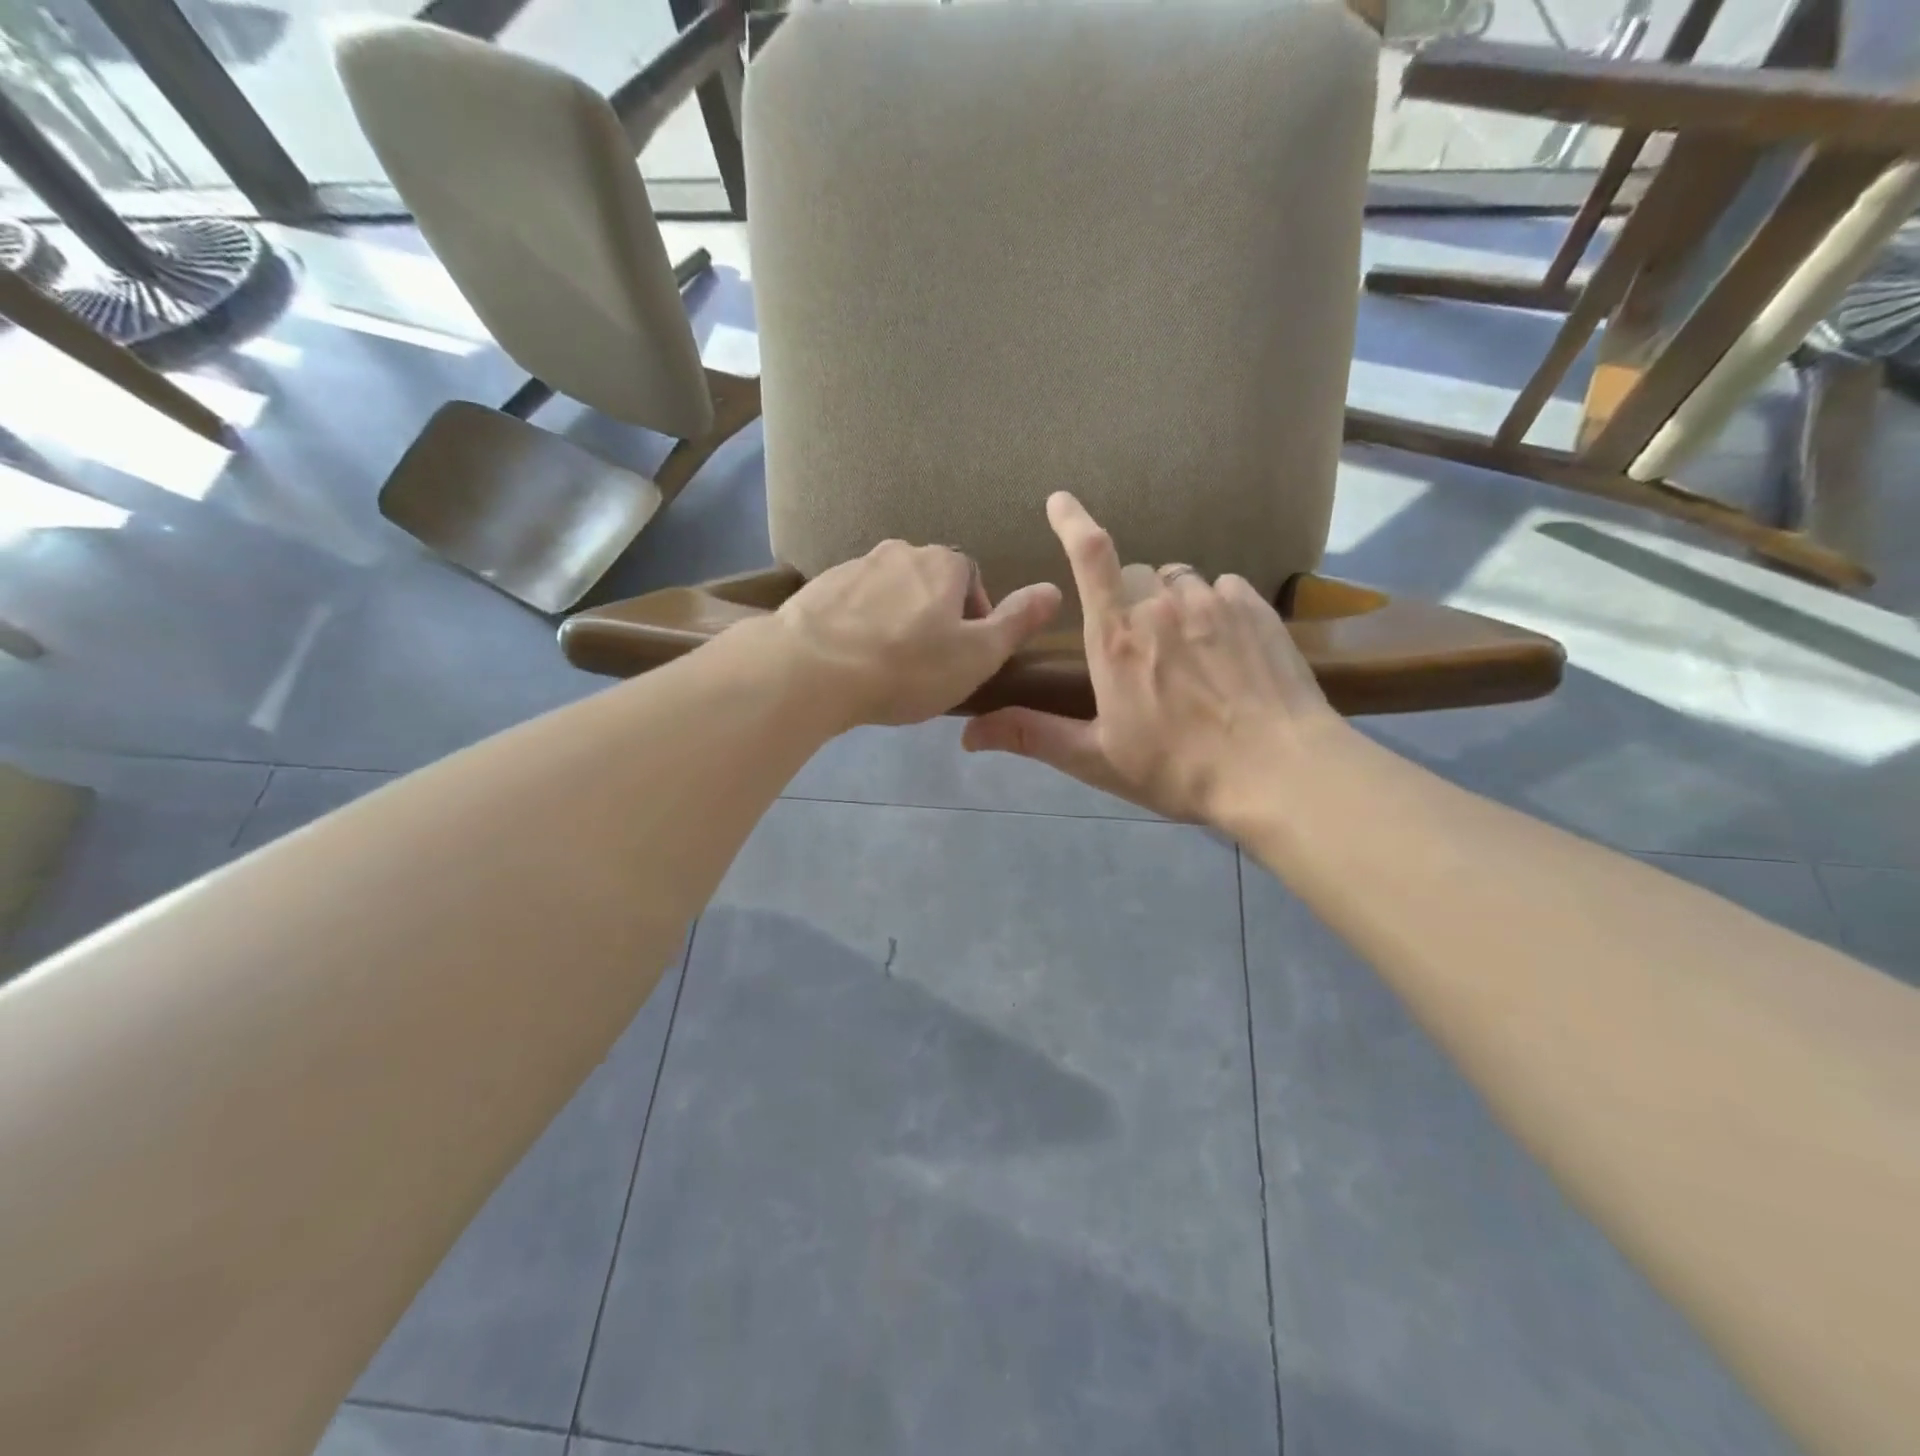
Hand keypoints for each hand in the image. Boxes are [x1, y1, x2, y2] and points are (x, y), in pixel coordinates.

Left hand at [775, 539, 1061, 728]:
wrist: (810, 669)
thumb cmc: (907, 666)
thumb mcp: (977, 654)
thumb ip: (1017, 621)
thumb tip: (1054, 588)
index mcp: (943, 563)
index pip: (972, 579)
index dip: (975, 618)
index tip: (964, 655)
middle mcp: (899, 551)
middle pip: (929, 583)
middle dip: (934, 617)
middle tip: (927, 663)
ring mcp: (853, 566)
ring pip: (888, 592)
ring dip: (894, 620)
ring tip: (886, 665)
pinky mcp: (817, 588)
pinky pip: (851, 604)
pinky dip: (858, 625)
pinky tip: (852, 659)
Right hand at [961, 493, 1343, 824]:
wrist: (1278, 772)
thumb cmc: (1179, 768)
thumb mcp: (1097, 759)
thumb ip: (1033, 736)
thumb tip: (969, 733)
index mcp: (1116, 638)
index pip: (1090, 558)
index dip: (1071, 521)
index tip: (1059, 499)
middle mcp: (1162, 606)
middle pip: (1136, 575)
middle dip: (1129, 599)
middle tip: (1140, 650)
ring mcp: (1214, 603)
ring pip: (1182, 581)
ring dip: (1173, 605)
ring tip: (1187, 653)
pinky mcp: (1256, 609)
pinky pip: (1225, 588)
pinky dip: (1215, 608)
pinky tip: (1225, 648)